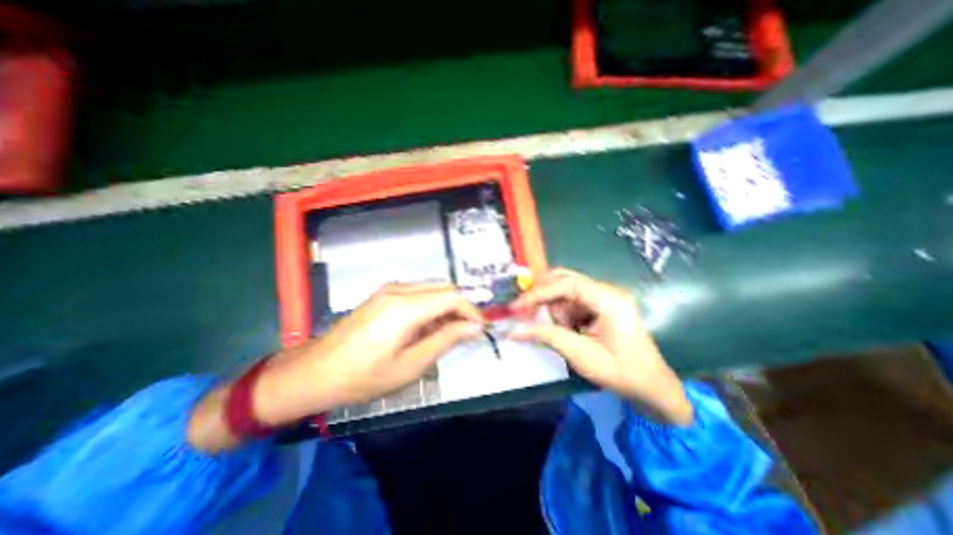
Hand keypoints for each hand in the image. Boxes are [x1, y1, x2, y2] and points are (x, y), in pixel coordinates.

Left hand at [185, 284, 485, 450]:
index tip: (483, 328)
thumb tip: (475, 327)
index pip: (452, 297)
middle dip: (462, 306)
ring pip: (432, 289)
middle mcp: (399, 289)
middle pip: (444, 288)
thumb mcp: (410, 366)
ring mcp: (389, 289)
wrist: (313, 372)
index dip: (473, 310)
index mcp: (405, 307)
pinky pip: (418, 293)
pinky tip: (428, 326)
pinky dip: (432, 305)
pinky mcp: (383, 294)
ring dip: (447, 306)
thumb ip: (445, 340)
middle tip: (469, 331)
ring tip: (451, 331)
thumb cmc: (362, 377)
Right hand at [514, 268, 694, 426]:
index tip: (516, 306)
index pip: (566, 284)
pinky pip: (572, 302)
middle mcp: (606, 291)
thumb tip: (513, 330)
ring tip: (562, 332)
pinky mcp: (600, 305)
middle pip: (565, 280)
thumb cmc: (621, 372)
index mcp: (609, 299)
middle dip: (543, 297)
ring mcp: (604, 297)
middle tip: (525, 312)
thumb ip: (546, 337)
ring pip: (565, 291)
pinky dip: (562, 314)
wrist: (652, 387)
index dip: (538, 293)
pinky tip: (569, 331)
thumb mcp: (580, 355)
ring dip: (554, 309)